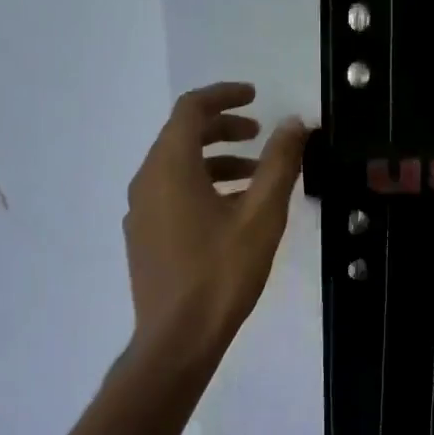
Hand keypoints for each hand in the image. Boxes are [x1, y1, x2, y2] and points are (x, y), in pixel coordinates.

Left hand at [123, 82, 307, 356]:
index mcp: (170, 167)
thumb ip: (279, 164)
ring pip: (177, 168)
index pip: (191, 109)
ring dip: (216, 161)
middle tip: (260, 136)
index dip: (224, 95)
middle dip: (223, 129)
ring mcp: (140, 211)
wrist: (177, 339)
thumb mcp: (261, 216)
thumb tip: (293, 123)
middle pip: (182, 136)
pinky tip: (231, 213)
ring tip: (255, 178)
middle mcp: (146, 181)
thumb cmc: (221, 273)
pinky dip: (202, 187)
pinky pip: (171, 194)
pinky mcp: (143, 237)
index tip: (255, 96)